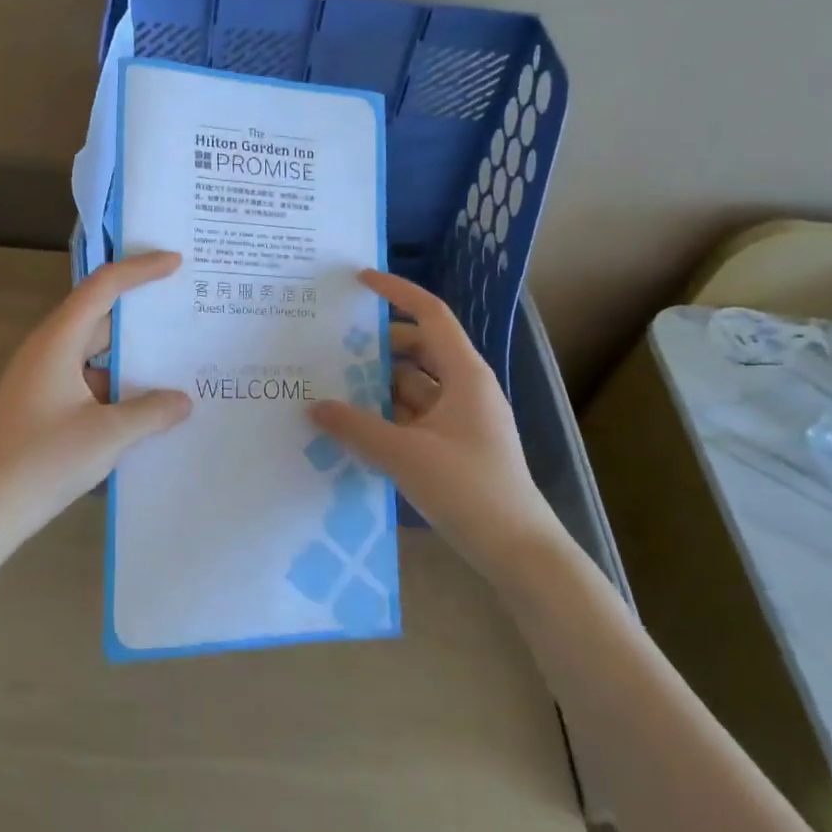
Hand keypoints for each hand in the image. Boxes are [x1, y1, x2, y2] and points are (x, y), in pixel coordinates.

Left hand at [0, 252, 192, 543]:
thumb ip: (150, 412)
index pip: (102, 287)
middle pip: (98, 317)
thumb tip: (183, 400)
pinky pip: (86, 380)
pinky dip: (115, 386)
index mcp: (57, 342)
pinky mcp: (41, 404)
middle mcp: (47, 350)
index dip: (140, 270)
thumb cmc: (44, 461)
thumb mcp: (108, 435)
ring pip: (93, 354)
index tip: (176, 263)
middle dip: (140, 316)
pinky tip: (144, 407)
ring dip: (129, 358)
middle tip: (183, 310)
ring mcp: (41, 378)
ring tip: (174, 363)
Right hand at [309, 270, 557, 564]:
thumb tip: (314, 406)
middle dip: (379, 344)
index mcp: (465, 375)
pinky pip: (415, 415)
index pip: (431, 315)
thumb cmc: (468, 489)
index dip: (397, 292)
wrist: (517, 549)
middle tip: (333, 343)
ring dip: (379, 382)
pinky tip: (355, 424)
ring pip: (414, 385)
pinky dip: (387, 413)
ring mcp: (461, 418)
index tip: (360, 281)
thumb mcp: (404, 454)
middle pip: (419, 349)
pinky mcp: (454, 445)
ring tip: (333, 383)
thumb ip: (355, 427)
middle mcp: (465, 388)